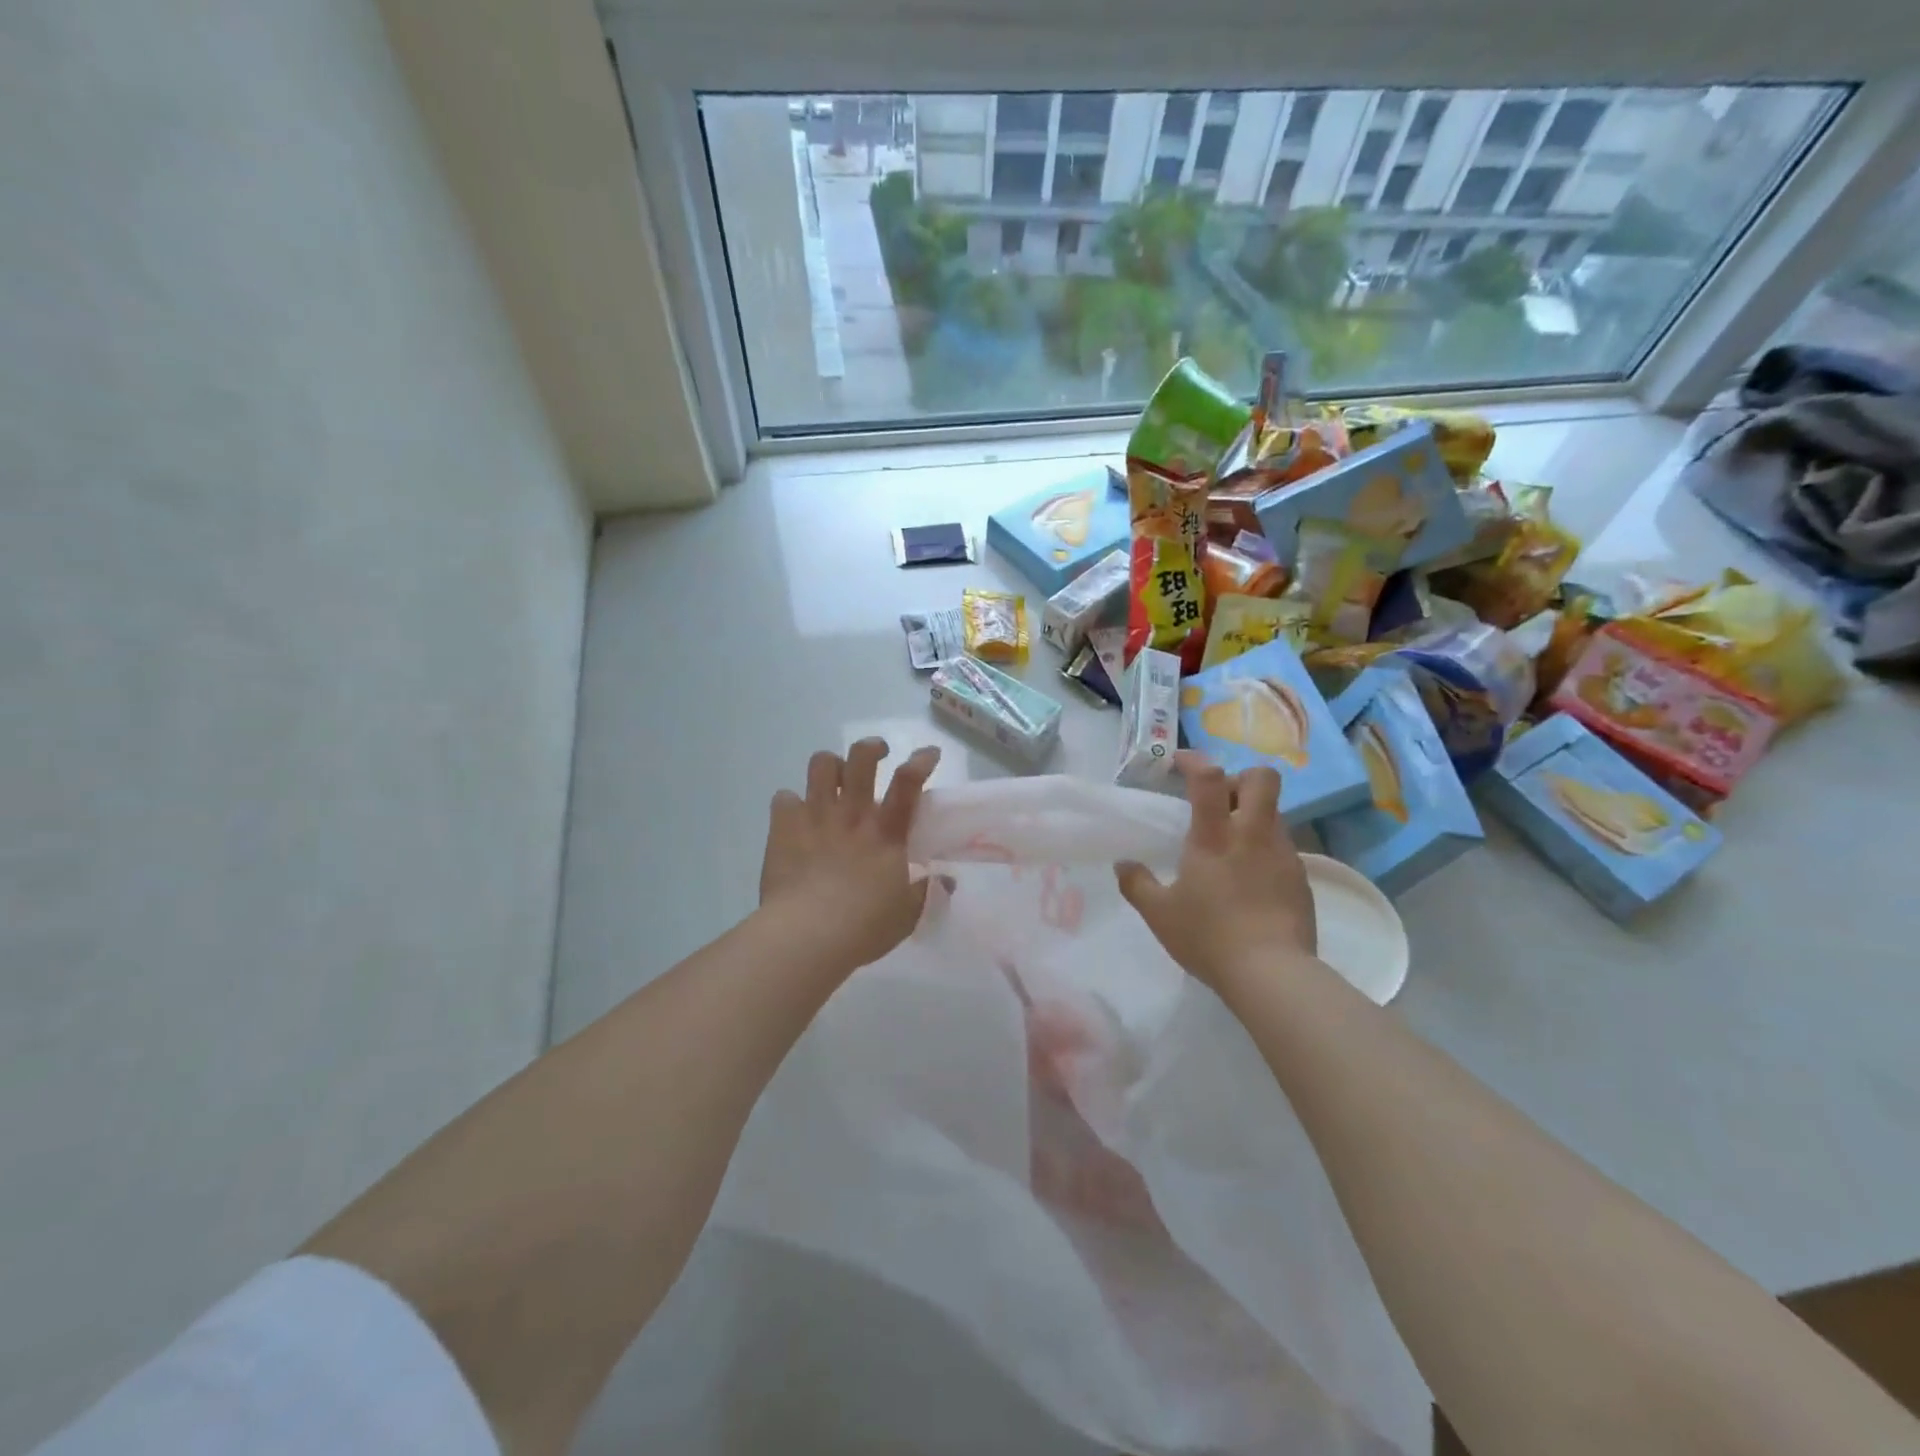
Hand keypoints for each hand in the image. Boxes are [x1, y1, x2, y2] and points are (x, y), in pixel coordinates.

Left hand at [758, 738, 942, 974]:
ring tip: (833, 780)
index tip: (928, 754)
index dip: (921, 760)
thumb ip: (926, 892)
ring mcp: (815, 816)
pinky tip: (795, 818)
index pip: (908, 782)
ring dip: (831, 766)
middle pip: (861, 758)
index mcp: (885, 833)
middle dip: (872, 747)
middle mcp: (851, 814)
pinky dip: (791, 804)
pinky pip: (784, 797)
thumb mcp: (907, 915)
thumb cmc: (863, 927)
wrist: (807, 935)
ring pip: (821, 765)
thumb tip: (947, 880)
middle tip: (877, 754)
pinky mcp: (783, 827)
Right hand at [1114, 755, 1316, 991]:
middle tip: (1219, 802)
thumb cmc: (1209, 937)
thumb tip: (1122, 864)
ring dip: (1252, 816)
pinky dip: (1264, 849)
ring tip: (1231, 847)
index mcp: (1215, 837)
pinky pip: (1281, 847)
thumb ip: (1137, 884)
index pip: (1209, 777)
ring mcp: (1283, 854)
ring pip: (1274, 813)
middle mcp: (1253, 834)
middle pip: (1262, 778)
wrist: (1273, 974)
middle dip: (1240, 778)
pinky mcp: (1301, 878)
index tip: (1180, 763)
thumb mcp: (1160, 914)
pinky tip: (1249, 879)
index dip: (1195, 761)